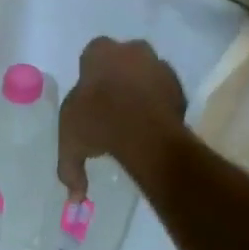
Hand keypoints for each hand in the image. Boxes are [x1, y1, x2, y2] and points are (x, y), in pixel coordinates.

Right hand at [57, 37, 185, 200]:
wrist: (143, 130)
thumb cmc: (97, 122)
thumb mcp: (71, 144)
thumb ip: (70, 169)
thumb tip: (74, 198)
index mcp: (99, 53)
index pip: (91, 56)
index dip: (90, 77)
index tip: (89, 98)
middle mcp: (130, 51)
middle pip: (122, 59)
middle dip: (117, 77)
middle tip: (111, 105)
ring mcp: (157, 65)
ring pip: (146, 73)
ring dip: (140, 90)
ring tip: (133, 119)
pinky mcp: (178, 85)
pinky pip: (164, 92)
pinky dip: (159, 104)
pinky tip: (151, 125)